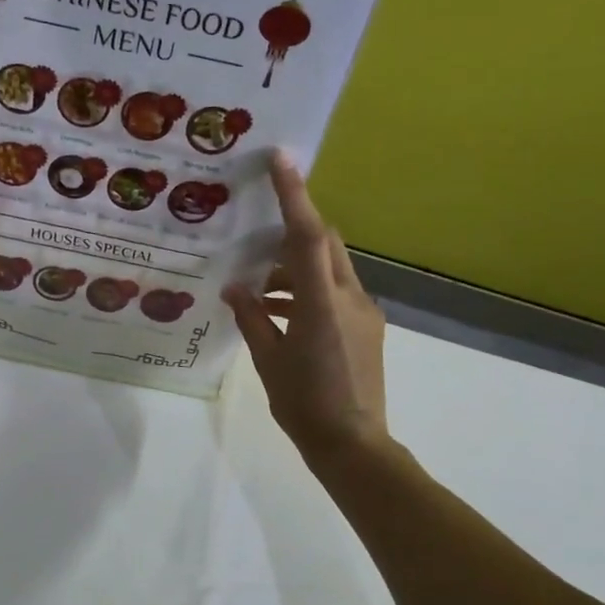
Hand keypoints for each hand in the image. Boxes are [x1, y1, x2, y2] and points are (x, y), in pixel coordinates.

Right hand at [224, 152, 386, 464]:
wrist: (354, 446)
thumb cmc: (305, 405)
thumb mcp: (269, 360)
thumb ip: (253, 318)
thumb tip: (236, 288)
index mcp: (322, 304)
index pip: (309, 236)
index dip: (295, 194)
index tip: (281, 158)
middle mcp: (350, 298)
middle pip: (325, 243)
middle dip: (293, 229)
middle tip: (257, 233)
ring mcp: (364, 312)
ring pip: (330, 268)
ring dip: (297, 266)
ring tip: (258, 284)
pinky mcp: (367, 328)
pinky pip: (336, 292)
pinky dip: (308, 290)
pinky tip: (280, 310)